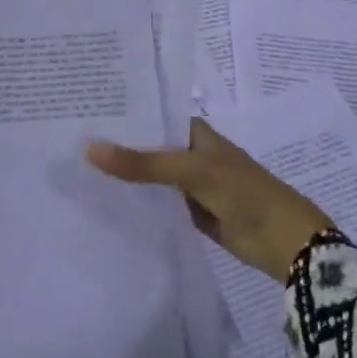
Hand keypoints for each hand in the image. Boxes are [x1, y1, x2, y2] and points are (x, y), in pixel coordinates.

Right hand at [86, 119, 335, 282]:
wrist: (286, 243)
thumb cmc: (244, 193)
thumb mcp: (191, 172)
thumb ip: (142, 164)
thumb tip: (90, 149)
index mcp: (194, 132)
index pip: (151, 117)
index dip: (122, 116)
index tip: (83, 114)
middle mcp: (190, 153)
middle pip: (148, 147)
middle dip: (117, 147)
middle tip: (70, 143)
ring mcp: (190, 184)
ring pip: (150, 176)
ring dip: (125, 176)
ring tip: (76, 169)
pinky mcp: (190, 212)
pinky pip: (157, 202)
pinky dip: (137, 201)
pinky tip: (104, 200)